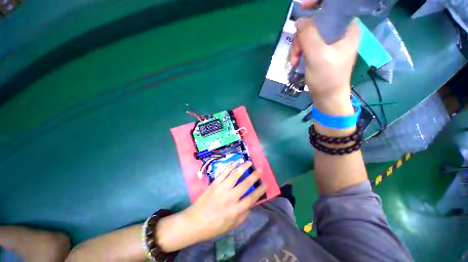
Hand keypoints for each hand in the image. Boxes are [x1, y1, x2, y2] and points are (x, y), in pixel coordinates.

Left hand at [156, 161, 265, 251]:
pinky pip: (223, 173)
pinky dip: (229, 166)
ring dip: (243, 167)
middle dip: (254, 176)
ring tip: (249, 162)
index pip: (252, 198)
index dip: (260, 191)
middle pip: (245, 184)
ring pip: (235, 175)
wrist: (194, 222)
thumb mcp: (231, 226)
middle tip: (260, 170)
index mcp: (236, 210)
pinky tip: (235, 162)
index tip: (265, 184)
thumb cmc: (213, 226)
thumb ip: (243, 216)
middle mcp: (230, 197)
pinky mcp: (214, 184)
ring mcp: (222, 188)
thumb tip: (250, 206)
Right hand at [288, 1, 359, 113]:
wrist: (327, 97)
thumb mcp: (318, 56)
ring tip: (294, 62)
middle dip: (301, 37)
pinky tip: (295, 63)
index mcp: (346, 29)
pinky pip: (306, 45)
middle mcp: (338, 33)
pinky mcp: (320, 52)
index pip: (334, 7)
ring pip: (308, 35)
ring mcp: (328, 43)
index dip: (318, 4)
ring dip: (297, 48)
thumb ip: (309, 36)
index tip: (303, 9)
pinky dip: (298, 53)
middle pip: (316, 23)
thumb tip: (300, 21)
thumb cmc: (327, 79)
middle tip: (295, 54)